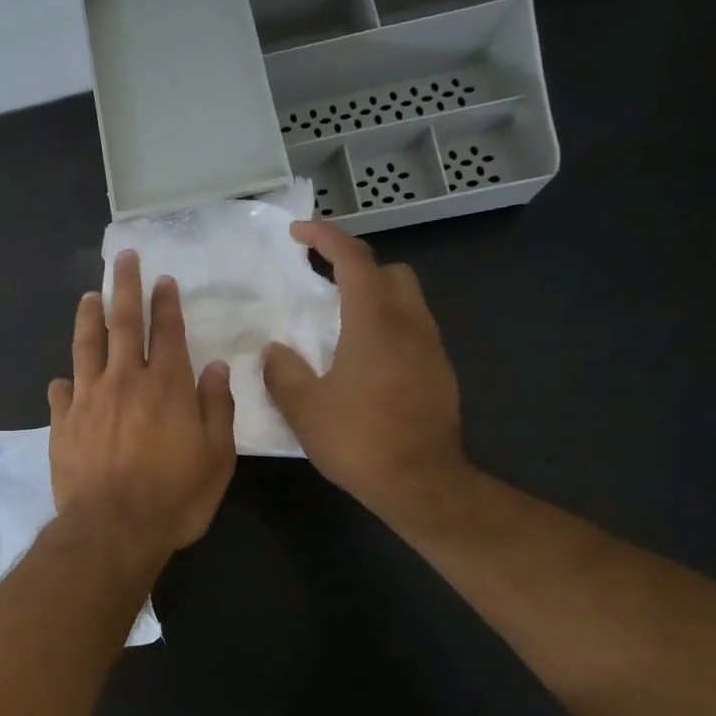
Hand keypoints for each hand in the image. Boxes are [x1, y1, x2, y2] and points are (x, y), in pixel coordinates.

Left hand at [49, 250, 237, 562]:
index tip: (163, 280)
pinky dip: (63, 381)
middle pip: (123, 324)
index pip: (167, 332)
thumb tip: (214, 368)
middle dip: (126, 288)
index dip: (166, 304)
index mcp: (166, 387)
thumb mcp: (216, 458)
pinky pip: (61, 392)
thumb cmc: (174, 497)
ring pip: (86, 347)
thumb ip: (216, 408)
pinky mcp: (62, 423)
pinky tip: (62, 377)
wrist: (112, 529)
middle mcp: (124, 382)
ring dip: (89, 318)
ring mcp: (88, 399)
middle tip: (124, 259)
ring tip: (89, 296)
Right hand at [262, 221, 469, 522]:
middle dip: (358, 267)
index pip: (355, 261)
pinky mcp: (439, 374)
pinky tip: (361, 362)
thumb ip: (283, 370)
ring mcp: (431, 350)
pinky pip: (411, 332)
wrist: (421, 483)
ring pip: (406, 302)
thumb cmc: (358, 440)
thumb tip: (275, 351)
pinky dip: (386, 328)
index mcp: (374, 324)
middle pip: (391, 273)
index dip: (326, 238)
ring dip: (373, 299)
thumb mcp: (303, 407)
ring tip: (337, 325)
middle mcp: (409, 326)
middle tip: (323, 283)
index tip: (299, 233)